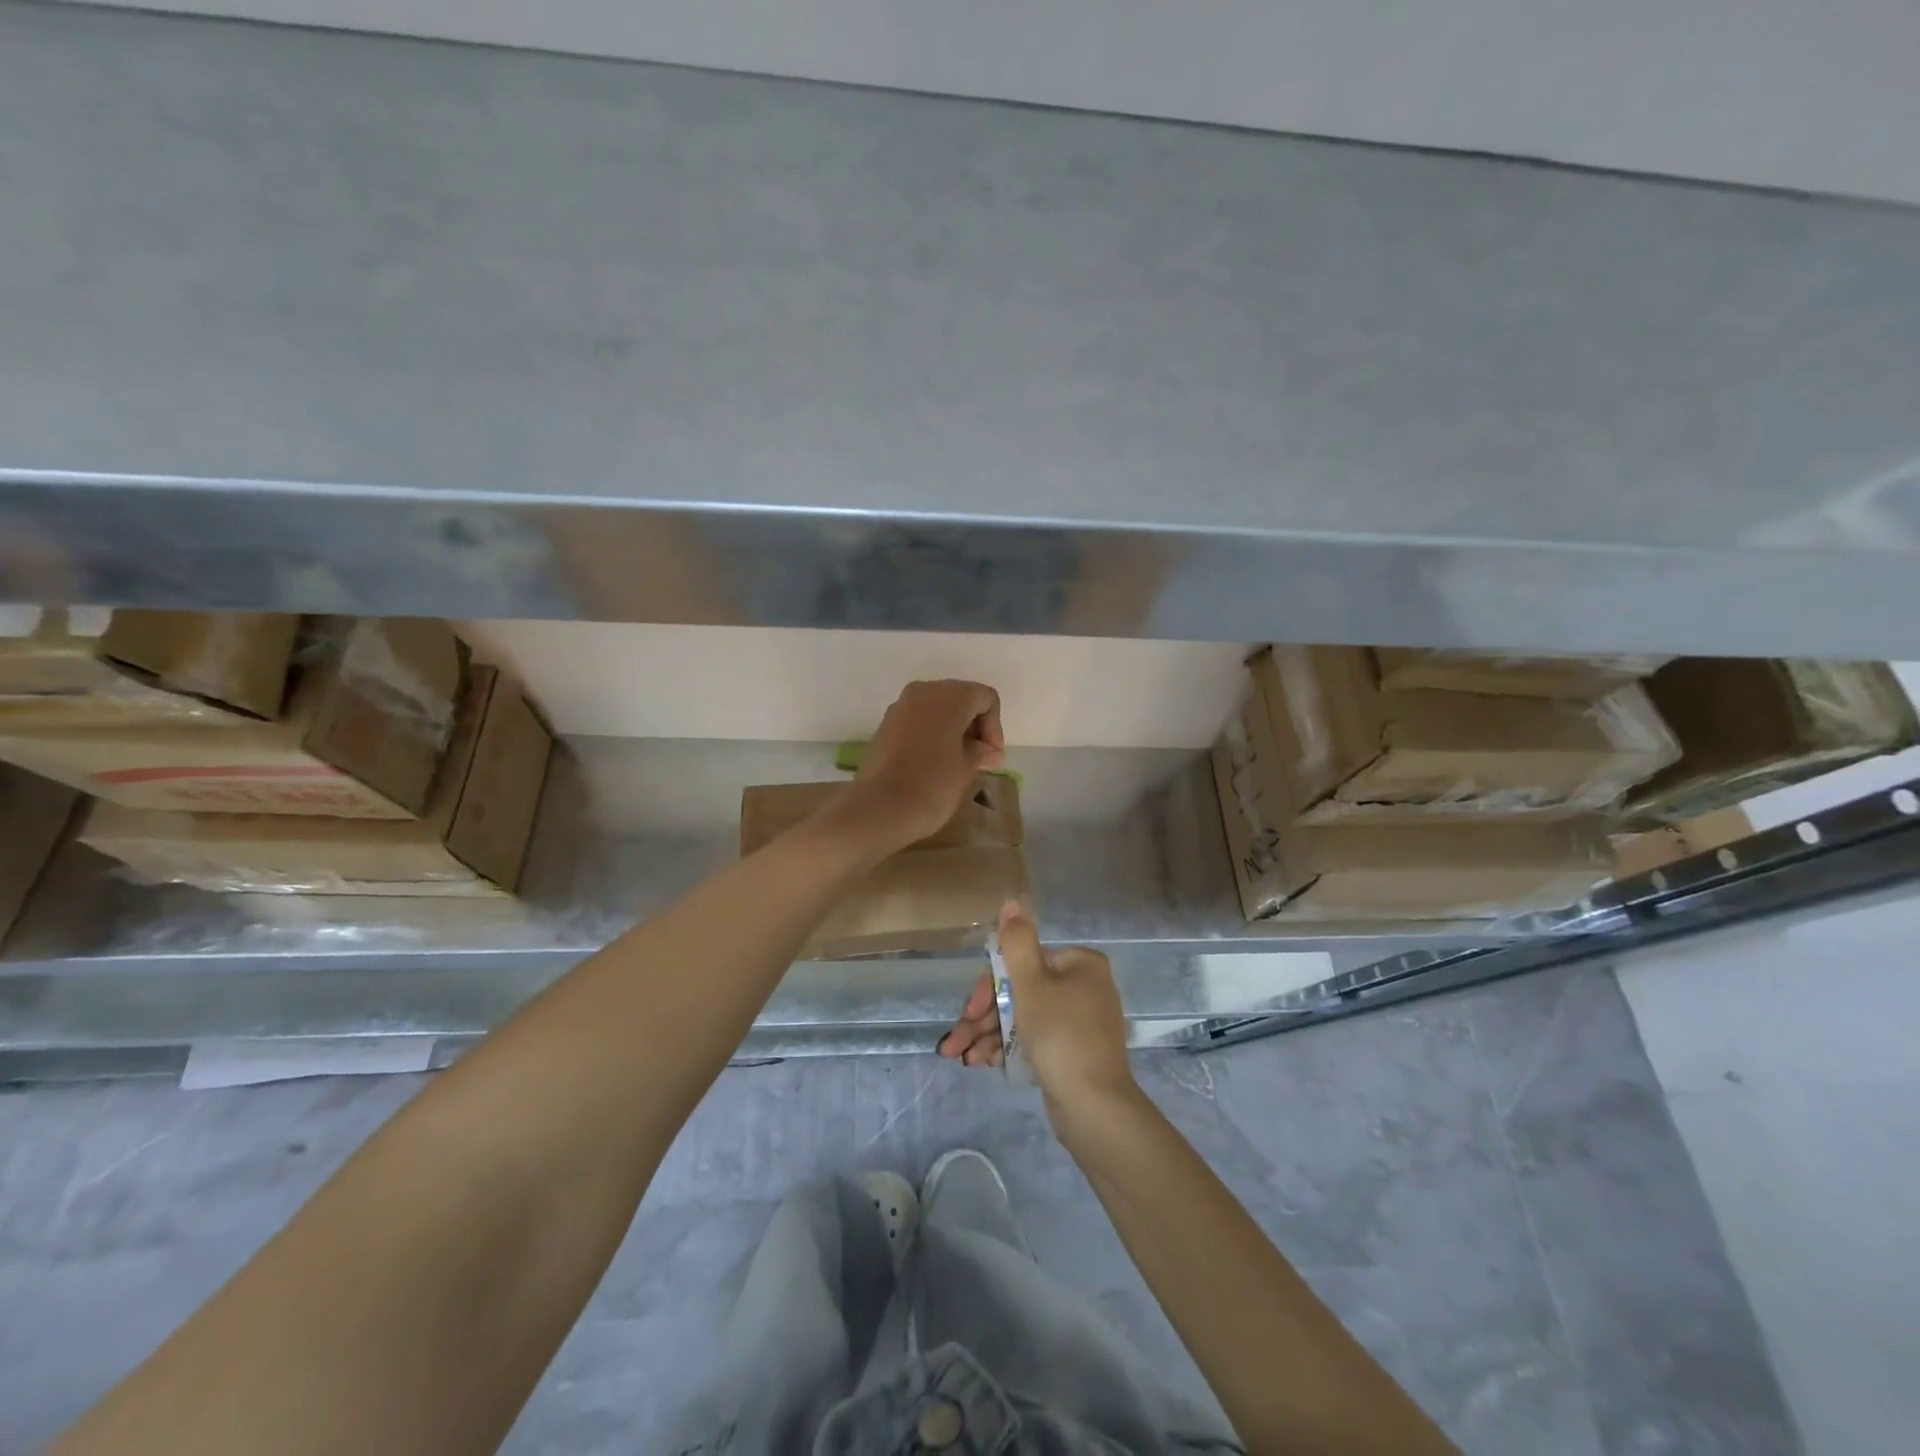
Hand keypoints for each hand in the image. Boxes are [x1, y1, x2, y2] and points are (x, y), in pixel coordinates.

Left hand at [835, 679, 1004, 851]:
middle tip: (980, 759)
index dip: (994, 727)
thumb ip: (980, 752)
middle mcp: (923, 692)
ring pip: (938, 708)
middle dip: (974, 725)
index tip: (991, 758)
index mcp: (948, 697)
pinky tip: (934, 762)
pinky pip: (918, 720)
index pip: (985, 698)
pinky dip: (932, 734)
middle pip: (961, 698)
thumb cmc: (930, 787)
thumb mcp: (965, 770)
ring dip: (953, 729)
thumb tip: (988, 750)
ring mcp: (900, 707)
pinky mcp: (885, 725)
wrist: (877, 810)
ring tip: (959, 763)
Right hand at [937, 902, 1136, 1113]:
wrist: (1095, 1107)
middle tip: (957, 1039)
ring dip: (989, 1034)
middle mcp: (1084, 986)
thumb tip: (1011, 902)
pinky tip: (983, 1063)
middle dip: (983, 1016)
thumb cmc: (1061, 1036)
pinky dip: (1009, 1047)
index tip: (968, 1012)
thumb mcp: (1032, 985)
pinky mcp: (1075, 1050)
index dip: (988, 986)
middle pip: (1021, 991)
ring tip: (961, 1057)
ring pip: (1024, 1017)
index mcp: (1080, 964)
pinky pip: (1036, 1038)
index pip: (1022, 963)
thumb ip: (1017, 943)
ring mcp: (1081, 1020)